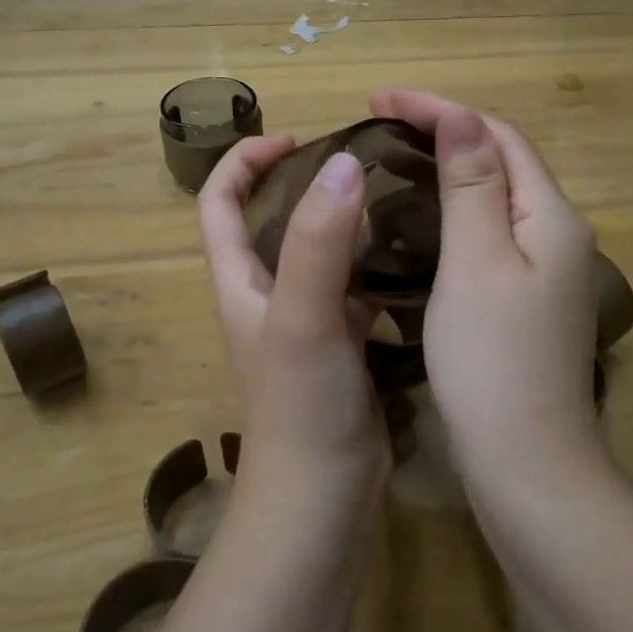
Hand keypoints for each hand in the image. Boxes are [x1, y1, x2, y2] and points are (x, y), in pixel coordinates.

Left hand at [197, 135, 389, 502]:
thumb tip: (343, 164)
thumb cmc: (301, 404)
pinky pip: (355, 288)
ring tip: (396, 196)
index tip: (294, 136)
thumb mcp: (303, 315)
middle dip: (306, 183)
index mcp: (240, 280)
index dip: (244, 161)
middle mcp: (267, 294)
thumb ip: (319, 242)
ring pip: (320, 253)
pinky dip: (376, 264)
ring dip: (347, 222)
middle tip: (362, 163)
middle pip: (272, 221)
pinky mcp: (341, 343)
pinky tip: (414, 254)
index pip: (218, 202)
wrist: (322, 495)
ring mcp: (305, 320)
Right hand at [369, 90, 603, 484]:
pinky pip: (488, 235)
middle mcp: (557, 235)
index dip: (441, 109)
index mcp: (550, 216)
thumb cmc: (493, 361)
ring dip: (446, 170)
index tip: (378, 99)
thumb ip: (473, 185)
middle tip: (379, 124)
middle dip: (443, 132)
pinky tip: (417, 222)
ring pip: (493, 199)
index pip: (497, 136)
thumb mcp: (477, 262)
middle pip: (500, 161)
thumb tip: (462, 116)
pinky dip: (452, 214)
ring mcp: (544, 272)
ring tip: (392, 160)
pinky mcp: (526, 302)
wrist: (528, 465)